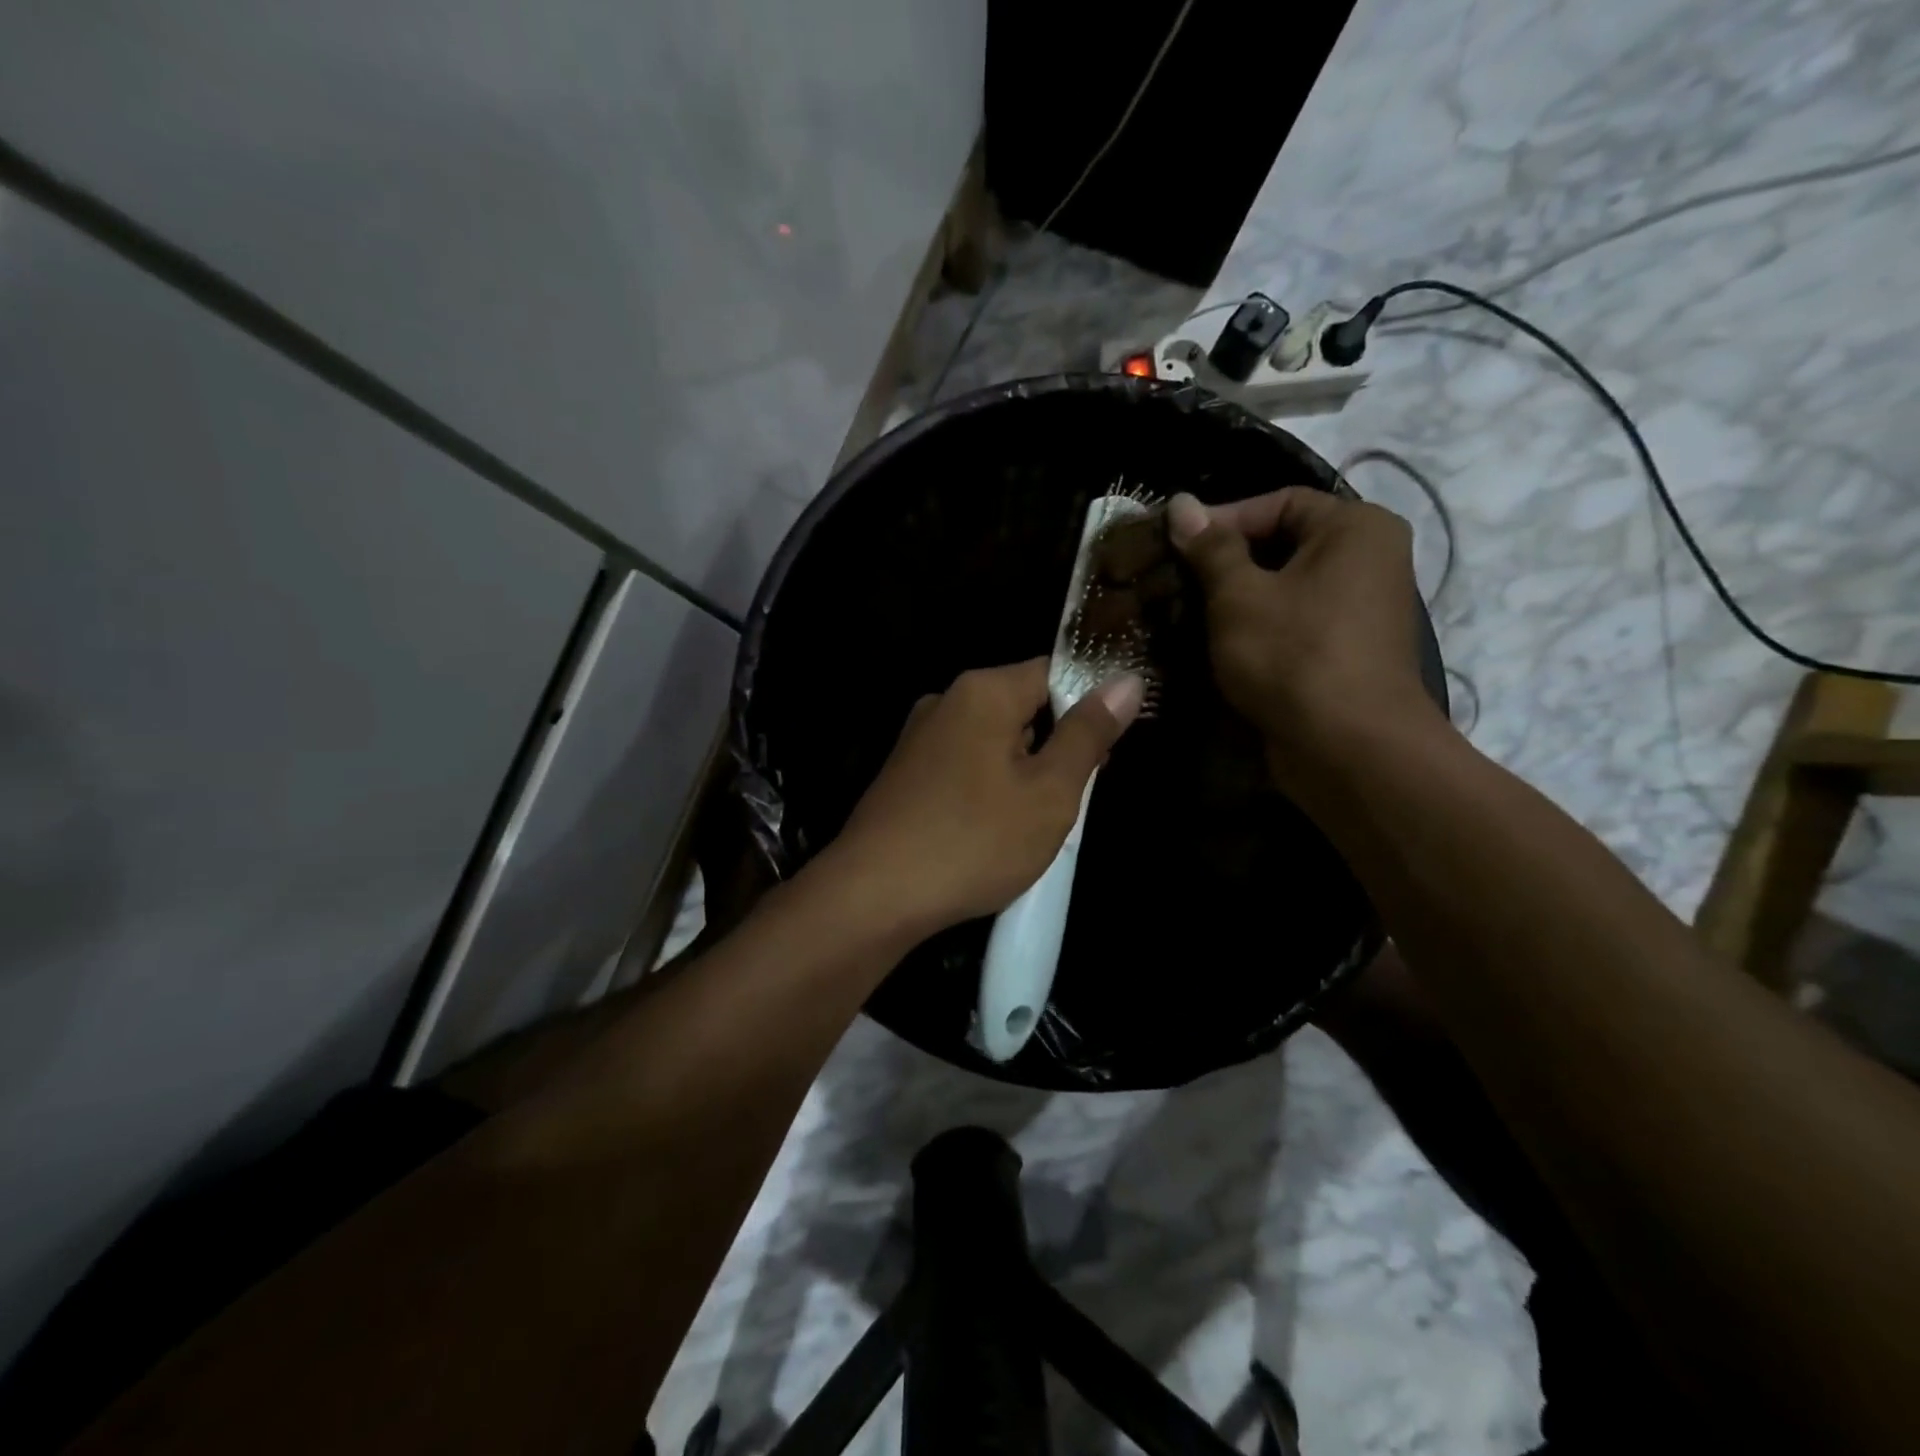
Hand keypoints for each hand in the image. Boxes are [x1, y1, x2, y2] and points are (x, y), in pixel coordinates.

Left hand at [815, 659, 1142, 938]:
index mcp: (983, 691)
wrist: (873, 897)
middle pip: (1022, 708)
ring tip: (1034, 824)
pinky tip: (991, 832)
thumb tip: (1126, 680)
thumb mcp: (1049, 792)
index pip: (1053, 672)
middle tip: (1075, 798)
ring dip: (1022, 774)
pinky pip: (963, 767)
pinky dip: (987, 790)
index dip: (1088, 706)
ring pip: (993, 743)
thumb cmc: (974, 841)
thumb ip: (1088, 734)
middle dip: (1055, 746)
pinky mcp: (903, 775)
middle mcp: (945, 702)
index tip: (1107, 751)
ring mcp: (918, 739)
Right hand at [1167, 488, 1444, 778]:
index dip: (1222, 519)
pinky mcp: (1347, 651)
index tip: (1174, 546)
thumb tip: (1181, 503)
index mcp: (1356, 527)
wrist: (1348, 747)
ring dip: (1237, 599)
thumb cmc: (1293, 654)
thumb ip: (1210, 548)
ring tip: (1187, 613)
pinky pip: (1295, 622)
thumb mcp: (1239, 595)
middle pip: (1284, 544)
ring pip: (1286, 588)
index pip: (1278, 502)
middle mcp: (1370, 558)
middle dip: (1226, 563)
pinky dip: (1259, 628)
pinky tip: (1218, 644)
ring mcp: (1363, 609)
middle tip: (1175, 580)